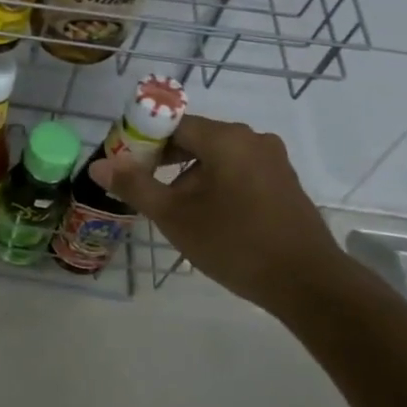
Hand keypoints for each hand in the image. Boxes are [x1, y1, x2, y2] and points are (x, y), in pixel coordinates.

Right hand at [89, 115, 348, 310]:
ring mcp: (272, 160)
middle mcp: (252, 139)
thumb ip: (134, 185)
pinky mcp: (283, 182)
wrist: (307, 283)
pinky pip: (238, 170)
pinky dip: (215, 183)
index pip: (172, 123)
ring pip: (217, 156)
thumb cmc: (234, 243)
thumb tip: (98, 165)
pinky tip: (208, 215)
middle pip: (195, 137)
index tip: (125, 165)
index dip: (143, 140)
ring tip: (174, 209)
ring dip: (190, 175)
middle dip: (165, 159)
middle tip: (143, 189)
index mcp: (226, 138)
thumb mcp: (175, 216)